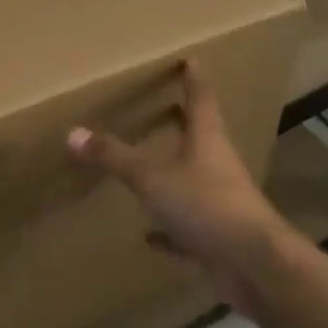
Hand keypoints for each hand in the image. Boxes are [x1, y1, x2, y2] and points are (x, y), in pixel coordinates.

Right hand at [67, 62, 293, 311]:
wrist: (255, 267)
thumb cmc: (206, 205)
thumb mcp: (151, 177)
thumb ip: (114, 156)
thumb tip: (73, 133)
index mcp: (207, 141)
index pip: (200, 100)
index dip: (193, 80)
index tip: (190, 60)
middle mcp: (216, 167)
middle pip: (199, 138)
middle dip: (183, 123)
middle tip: (167, 107)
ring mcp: (219, 204)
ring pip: (193, 182)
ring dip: (174, 175)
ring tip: (152, 166)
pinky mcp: (216, 239)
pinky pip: (186, 228)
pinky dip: (168, 230)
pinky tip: (149, 236)